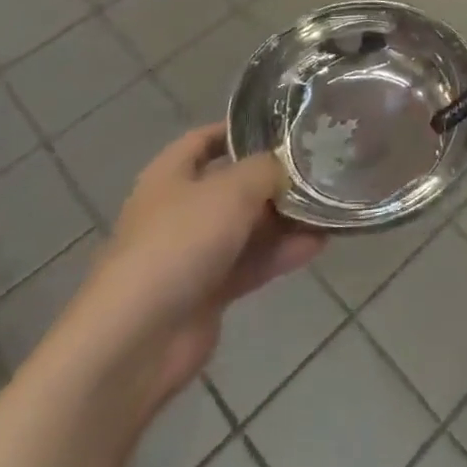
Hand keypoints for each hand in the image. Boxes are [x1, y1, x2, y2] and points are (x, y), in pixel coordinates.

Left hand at [66, 124, 323, 412]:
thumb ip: (265, 169)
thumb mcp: (231, 189)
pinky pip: (251, 263)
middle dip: (274, 178)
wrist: (137, 340)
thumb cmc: (179, 243)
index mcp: (170, 175)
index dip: (241, 129)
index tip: (285, 126)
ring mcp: (193, 253)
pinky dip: (281, 253)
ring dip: (285, 219)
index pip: (205, 139)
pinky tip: (318, 244)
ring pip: (247, 226)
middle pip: (233, 185)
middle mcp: (179, 209)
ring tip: (329, 206)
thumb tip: (285, 164)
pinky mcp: (208, 292)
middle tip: (320, 167)